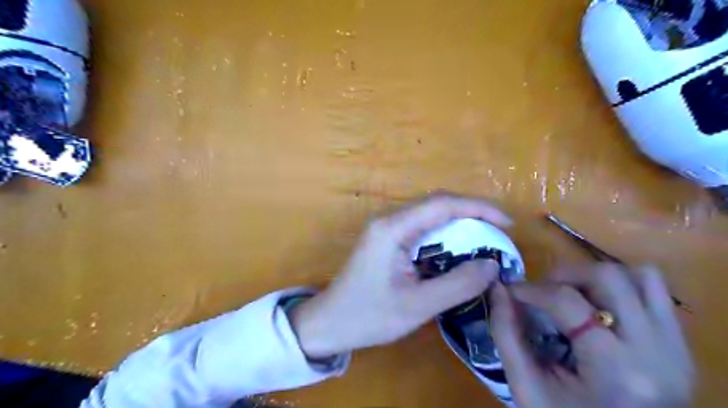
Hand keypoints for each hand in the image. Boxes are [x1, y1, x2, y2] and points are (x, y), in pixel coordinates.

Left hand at [291, 193, 510, 358]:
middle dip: (472, 214)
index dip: (478, 208)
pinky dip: (445, 236)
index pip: (442, 204)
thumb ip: (457, 284)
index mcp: (393, 229)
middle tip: (499, 234)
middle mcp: (389, 220)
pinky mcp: (387, 239)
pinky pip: (422, 228)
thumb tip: (492, 265)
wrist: (329, 323)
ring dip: (459, 224)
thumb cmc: (368, 316)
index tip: (507, 224)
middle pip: (437, 204)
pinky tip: (457, 251)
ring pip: (430, 215)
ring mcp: (386, 228)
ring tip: (485, 242)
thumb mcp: (417, 306)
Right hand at [488, 264, 692, 407]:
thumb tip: (498, 288)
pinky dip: (620, 286)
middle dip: (564, 275)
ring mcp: (676, 346)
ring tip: (572, 296)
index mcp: (616, 371)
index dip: (531, 288)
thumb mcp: (526, 386)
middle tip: (543, 293)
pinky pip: (653, 291)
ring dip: (595, 277)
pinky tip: (597, 306)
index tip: (511, 291)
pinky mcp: (680, 344)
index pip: (568, 302)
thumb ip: (506, 333)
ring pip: (638, 276)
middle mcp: (657, 351)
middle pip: (608, 277)